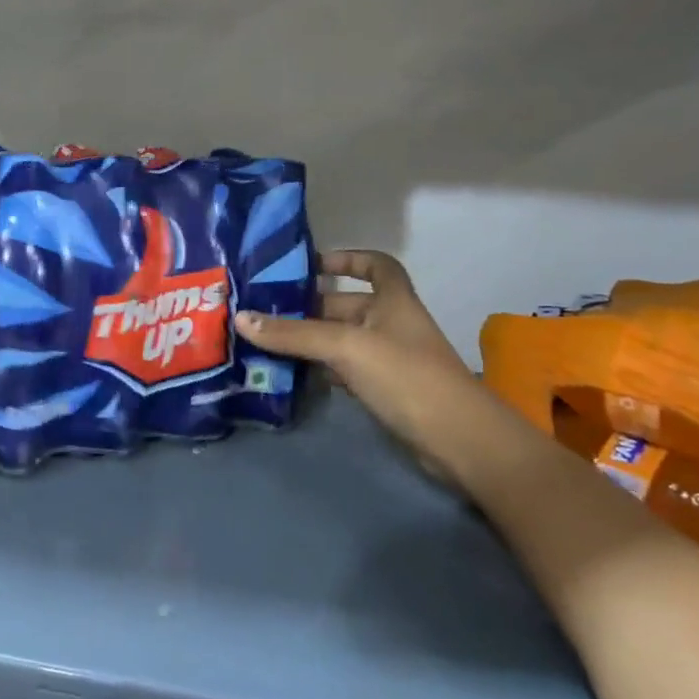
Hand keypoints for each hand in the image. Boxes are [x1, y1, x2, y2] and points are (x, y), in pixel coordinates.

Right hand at [235, 250, 476, 455]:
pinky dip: (320, 369)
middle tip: (262, 311)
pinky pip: (344, 369)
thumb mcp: (345, 347)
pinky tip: (290, 374)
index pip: (376, 265)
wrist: (457, 439)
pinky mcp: (384, 389)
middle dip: (307, 307)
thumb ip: (293, 334)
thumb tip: (241, 318)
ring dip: (308, 340)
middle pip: (345, 304)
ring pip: (340, 340)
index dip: (347, 259)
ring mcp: (388, 358)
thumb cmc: (405, 376)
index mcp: (393, 300)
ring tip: (263, 341)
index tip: (310, 265)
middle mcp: (391, 323)